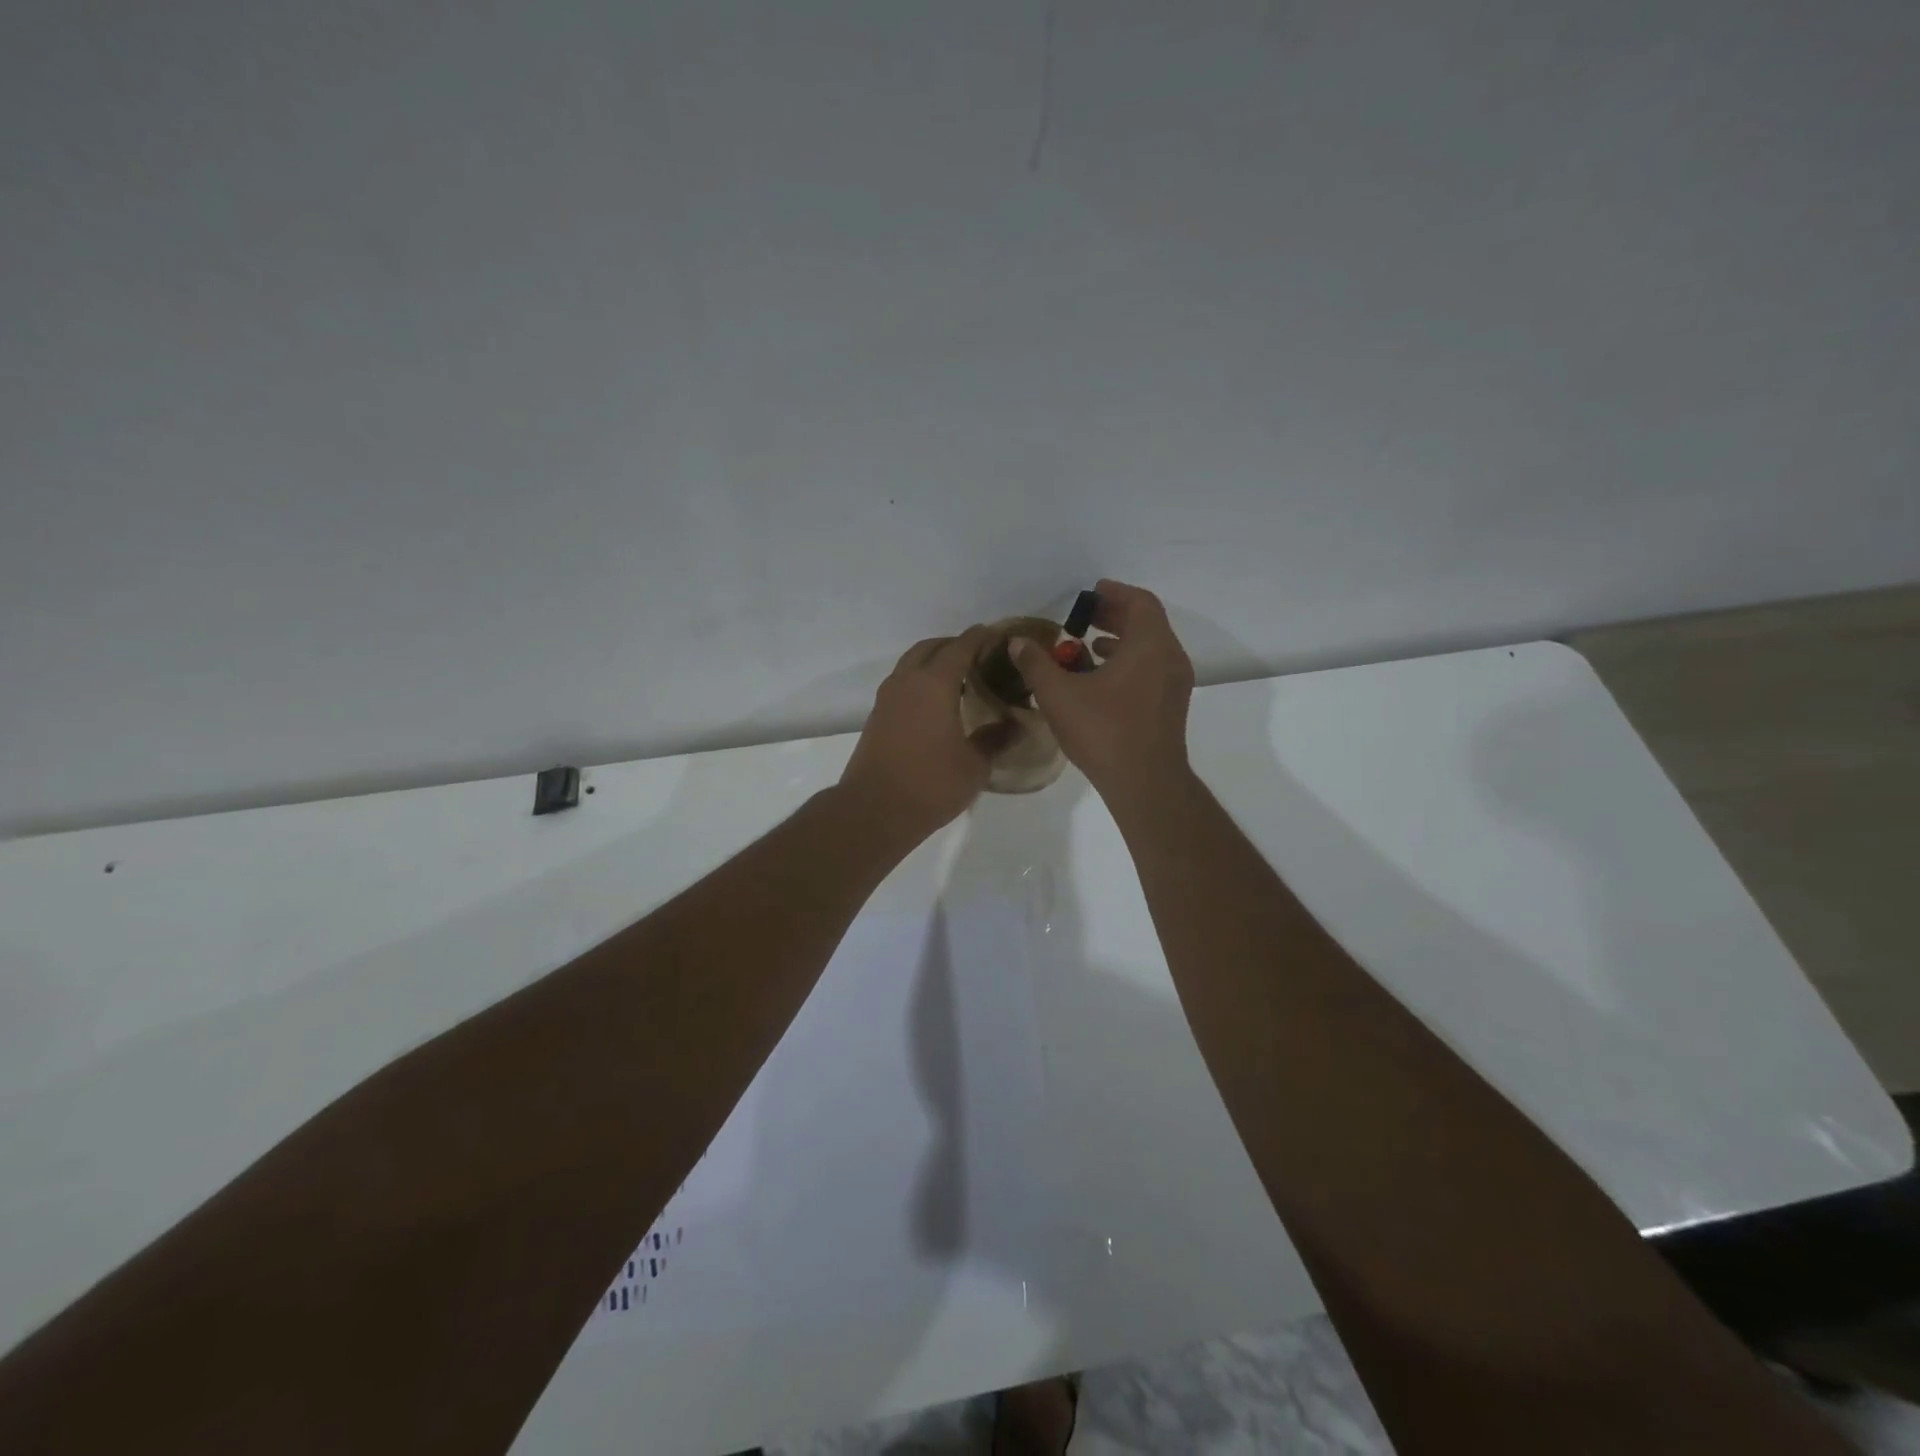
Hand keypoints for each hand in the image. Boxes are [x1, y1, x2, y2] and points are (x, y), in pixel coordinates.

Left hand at [839, 626, 995, 841]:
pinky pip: (902, 683)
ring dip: (933, 662)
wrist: (875, 810)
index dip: (980, 638)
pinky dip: (920, 680)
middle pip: (931, 647)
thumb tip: (1015, 725)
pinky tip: (936, 702)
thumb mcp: (975, 765)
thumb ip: (995, 739)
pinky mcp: (877, 716)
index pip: (961, 647)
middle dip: (954, 645)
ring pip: (911, 663)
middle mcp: (908, 681)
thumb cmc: (931, 784)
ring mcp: (887, 697)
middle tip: (979, 657)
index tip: (997, 634)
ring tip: (959, 678)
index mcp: (935, 683)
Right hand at [1009, 579, 1195, 804]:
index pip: (1139, 602)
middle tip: (1084, 616)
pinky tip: (1099, 679)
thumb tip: (1018, 642)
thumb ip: (1036, 664)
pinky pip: (1151, 669)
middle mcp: (1170, 658)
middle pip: (1146, 623)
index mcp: (1150, 645)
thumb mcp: (1059, 695)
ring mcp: (1175, 684)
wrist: (1145, 783)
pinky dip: (1128, 663)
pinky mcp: (1171, 706)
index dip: (1114, 593)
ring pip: (1149, 648)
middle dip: (1114, 615)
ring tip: (1087, 646)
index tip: (1091, 592)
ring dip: (1120, 641)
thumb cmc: (1104, 731)